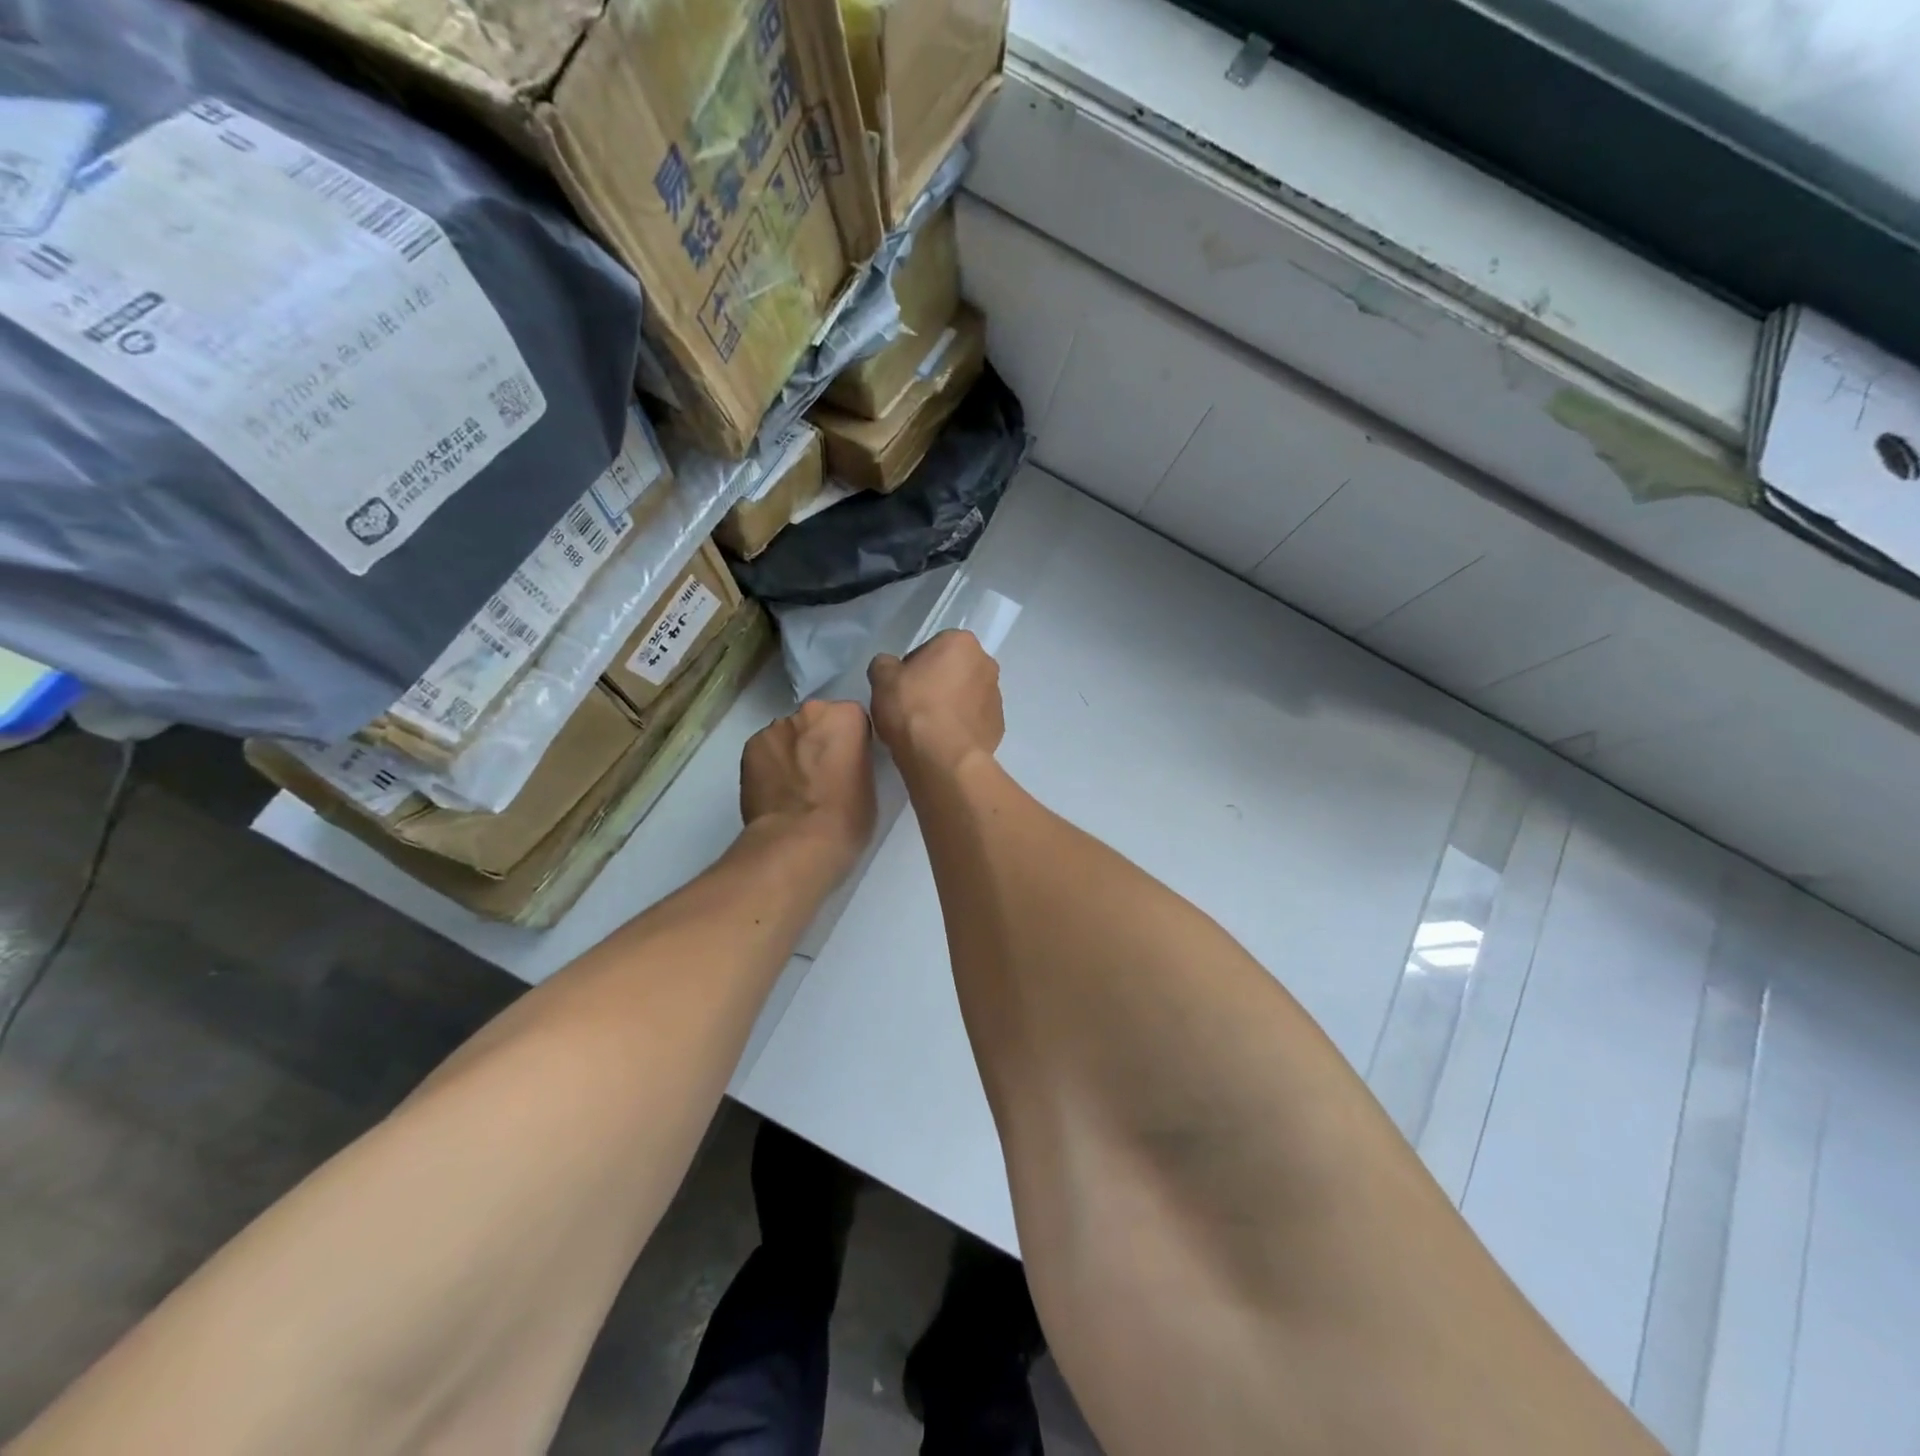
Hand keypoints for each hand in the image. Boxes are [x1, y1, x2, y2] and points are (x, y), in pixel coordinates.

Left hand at [740, 699, 876, 875]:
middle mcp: (810, 711)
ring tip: (794, 788)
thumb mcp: (869, 782)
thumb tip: (840, 762)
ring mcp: (775, 728)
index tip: (849, 764)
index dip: (850, 742)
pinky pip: (765, 751)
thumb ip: (855, 759)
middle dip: (818, 741)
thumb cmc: (848, 816)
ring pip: (788, 735)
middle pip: (817, 721)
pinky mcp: (749, 747)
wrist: (799, 841)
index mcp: (846, 715)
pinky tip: (774, 792)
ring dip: (792, 752)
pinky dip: (769, 765)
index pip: (852, 719)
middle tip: (822, 775)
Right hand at [868, 630, 1003, 776]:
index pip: (931, 649)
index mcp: (961, 642)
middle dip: (936, 684)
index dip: (912, 669)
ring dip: (951, 705)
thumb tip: (890, 668)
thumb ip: (884, 665)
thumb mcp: (882, 679)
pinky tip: (943, 741)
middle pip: (953, 670)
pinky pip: (974, 721)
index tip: (901, 688)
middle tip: (913, 707)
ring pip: (966, 696)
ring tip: (928, 728)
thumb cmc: (912, 709)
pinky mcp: (998, 726)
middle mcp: (986, 663)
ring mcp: (997, 696)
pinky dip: (961, 727)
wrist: (943, 758)